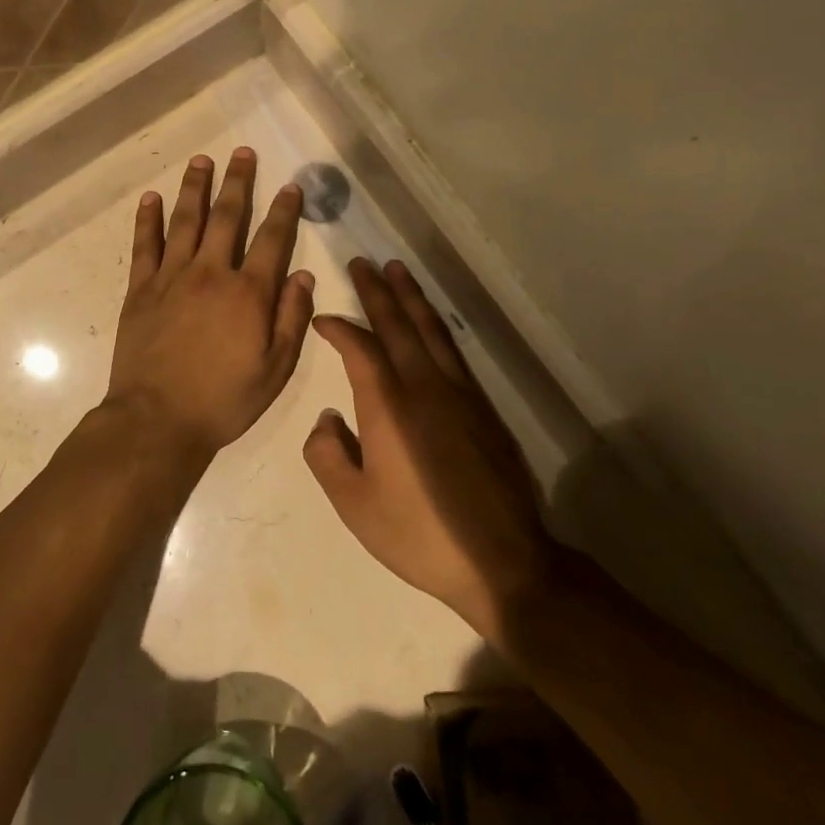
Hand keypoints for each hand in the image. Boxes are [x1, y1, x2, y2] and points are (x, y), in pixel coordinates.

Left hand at [102, 149, 315, 461]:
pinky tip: (151, 198)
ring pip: (185, 222)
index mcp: (248, 293)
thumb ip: (291, 318)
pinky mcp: (140, 290)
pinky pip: (144, 246)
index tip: (290, 186)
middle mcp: (210, 273)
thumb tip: (304, 274)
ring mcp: (171, 278)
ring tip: (201, 160)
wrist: (157, 421)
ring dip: (195, 188)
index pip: (271, 240)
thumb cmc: (223, 400)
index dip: (284, 211)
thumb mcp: (274, 369)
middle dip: (238, 182)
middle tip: (242, 152)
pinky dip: (148, 220)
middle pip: (226, 217)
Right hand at [304, 257, 557, 642]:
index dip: (338, 327)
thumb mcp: (354, 505)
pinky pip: (453, 351)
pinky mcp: (483, 408)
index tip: (322, 319)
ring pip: (430, 330)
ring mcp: (459, 393)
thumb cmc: (419, 534)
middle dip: (376, 291)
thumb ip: (327, 455)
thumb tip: (328, 418)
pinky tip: (430, 322)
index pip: (359, 347)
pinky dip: (436, 325)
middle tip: (360, 262)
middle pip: (397, 324)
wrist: (502, 561)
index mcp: (388, 406)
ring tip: (396, 270)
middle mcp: (424, 386)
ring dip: (411, 297)